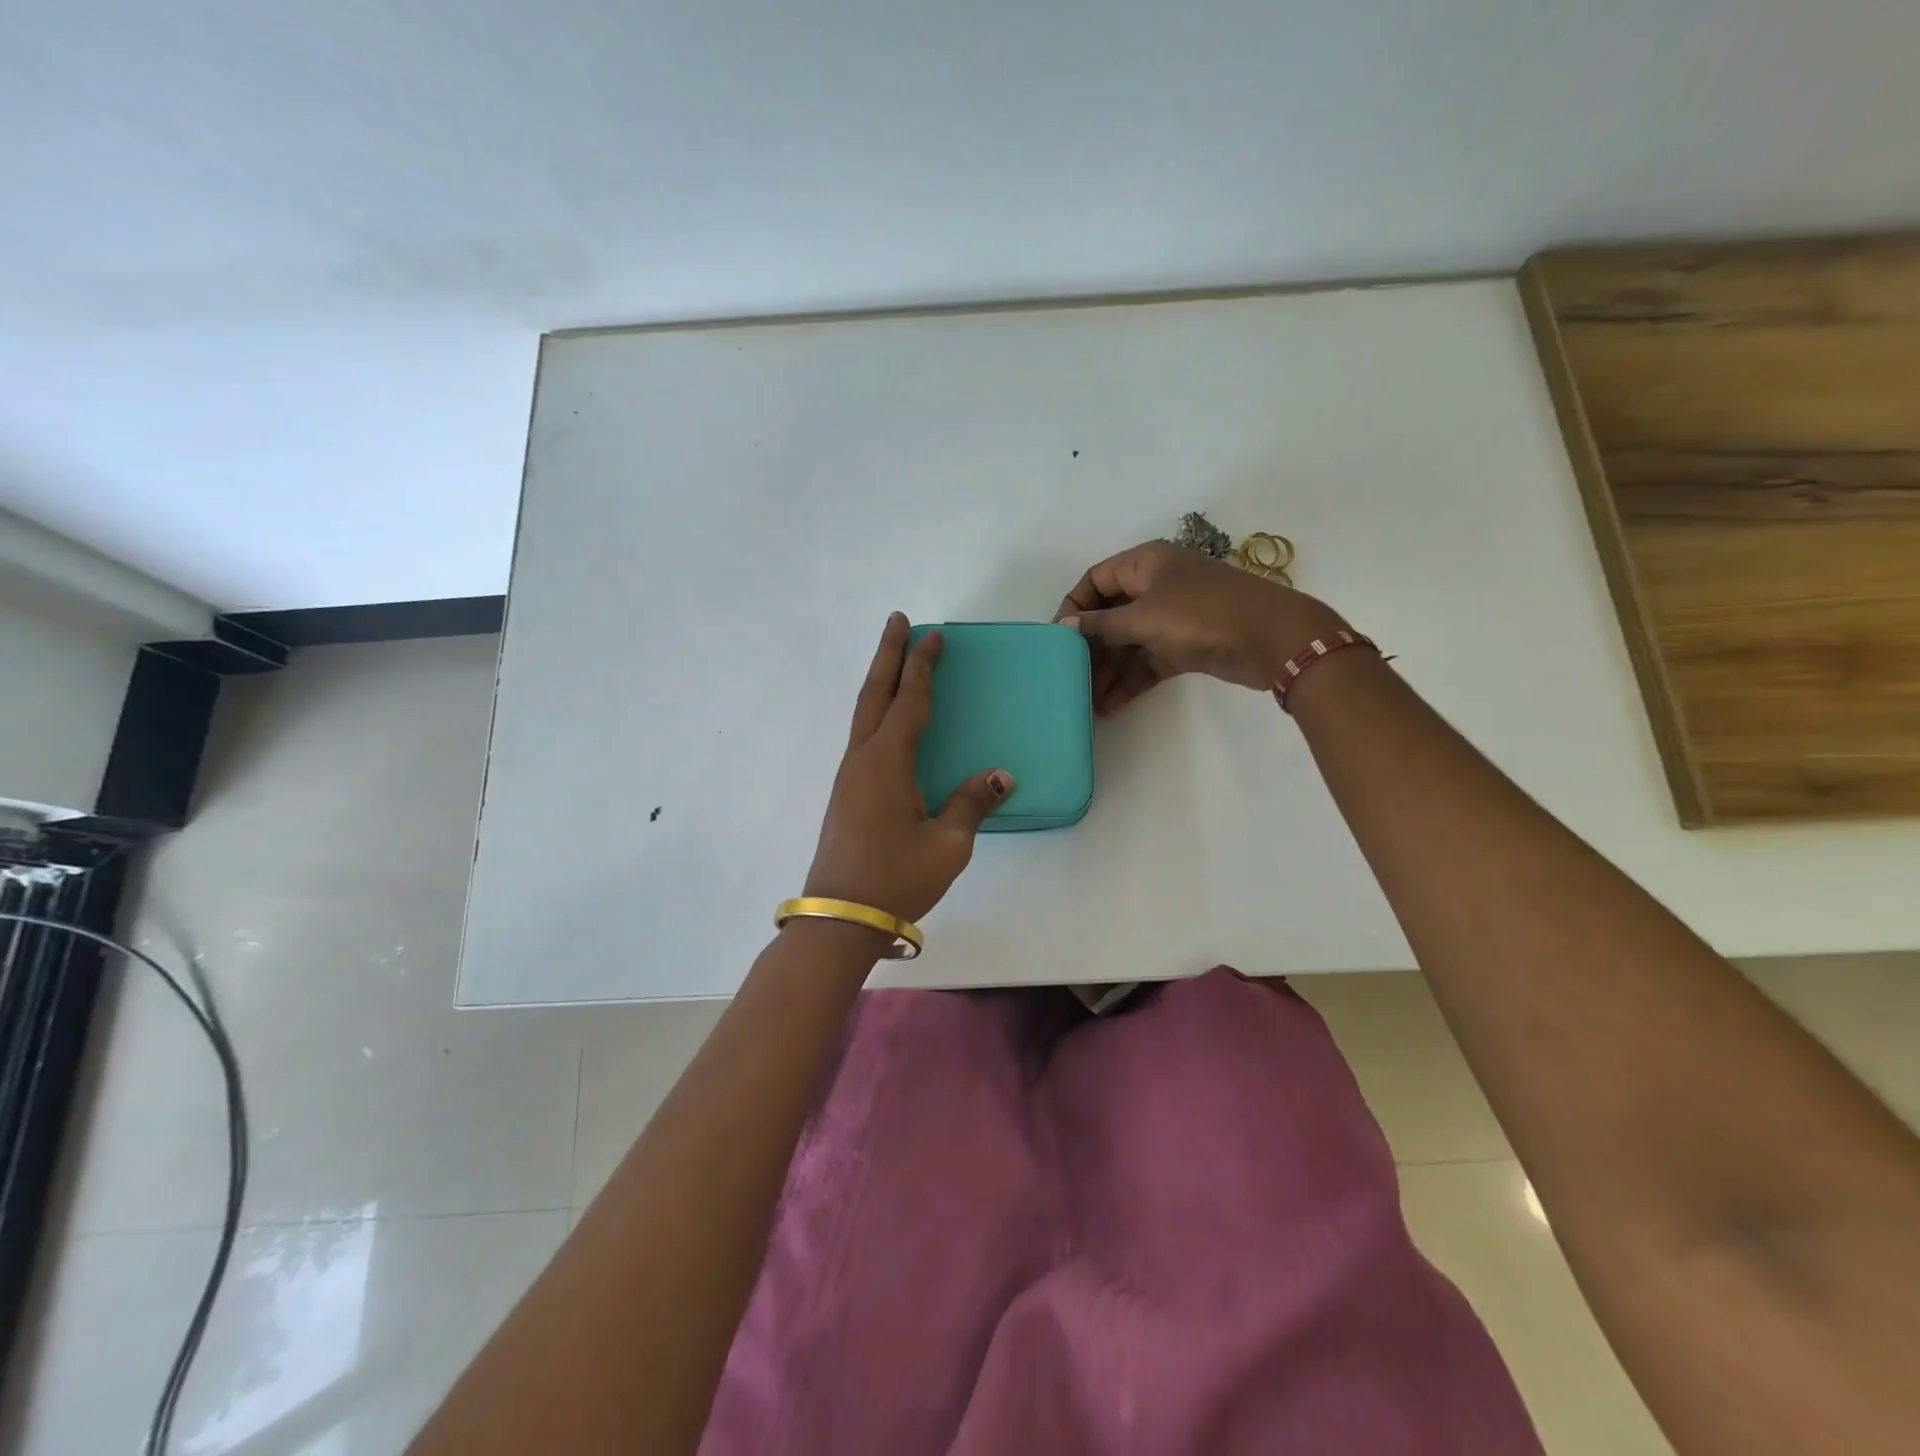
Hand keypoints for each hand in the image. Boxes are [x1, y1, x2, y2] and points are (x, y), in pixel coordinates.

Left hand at [803, 614, 1012, 925]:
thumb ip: (971, 803)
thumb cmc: (897, 878)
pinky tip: (888, 721)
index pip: (911, 701)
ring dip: (880, 681)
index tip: (934, 634)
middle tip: (898, 620)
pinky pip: (863, 736)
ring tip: (894, 660)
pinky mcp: (846, 794)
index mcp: (888, 762)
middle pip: (875, 693)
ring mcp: (849, 776)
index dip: (924, 666)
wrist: (840, 919)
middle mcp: (863, 759)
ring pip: (864, 714)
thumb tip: (999, 776)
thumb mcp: (948, 844)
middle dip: (888, 654)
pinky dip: (877, 712)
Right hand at [1055, 541, 1349, 714]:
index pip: (1095, 580)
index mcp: (1145, 563)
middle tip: (1070, 676)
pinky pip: (1148, 661)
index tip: (1057, 639)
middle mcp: (1156, 585)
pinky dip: (1131, 680)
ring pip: (1129, 642)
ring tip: (1087, 700)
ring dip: (1109, 670)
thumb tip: (1066, 626)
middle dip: (1090, 646)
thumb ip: (1102, 624)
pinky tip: (1111, 705)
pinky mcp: (1185, 645)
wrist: (1271, 638)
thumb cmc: (1201, 614)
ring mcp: (1172, 617)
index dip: (1074, 607)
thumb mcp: (1144, 616)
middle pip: (1110, 614)